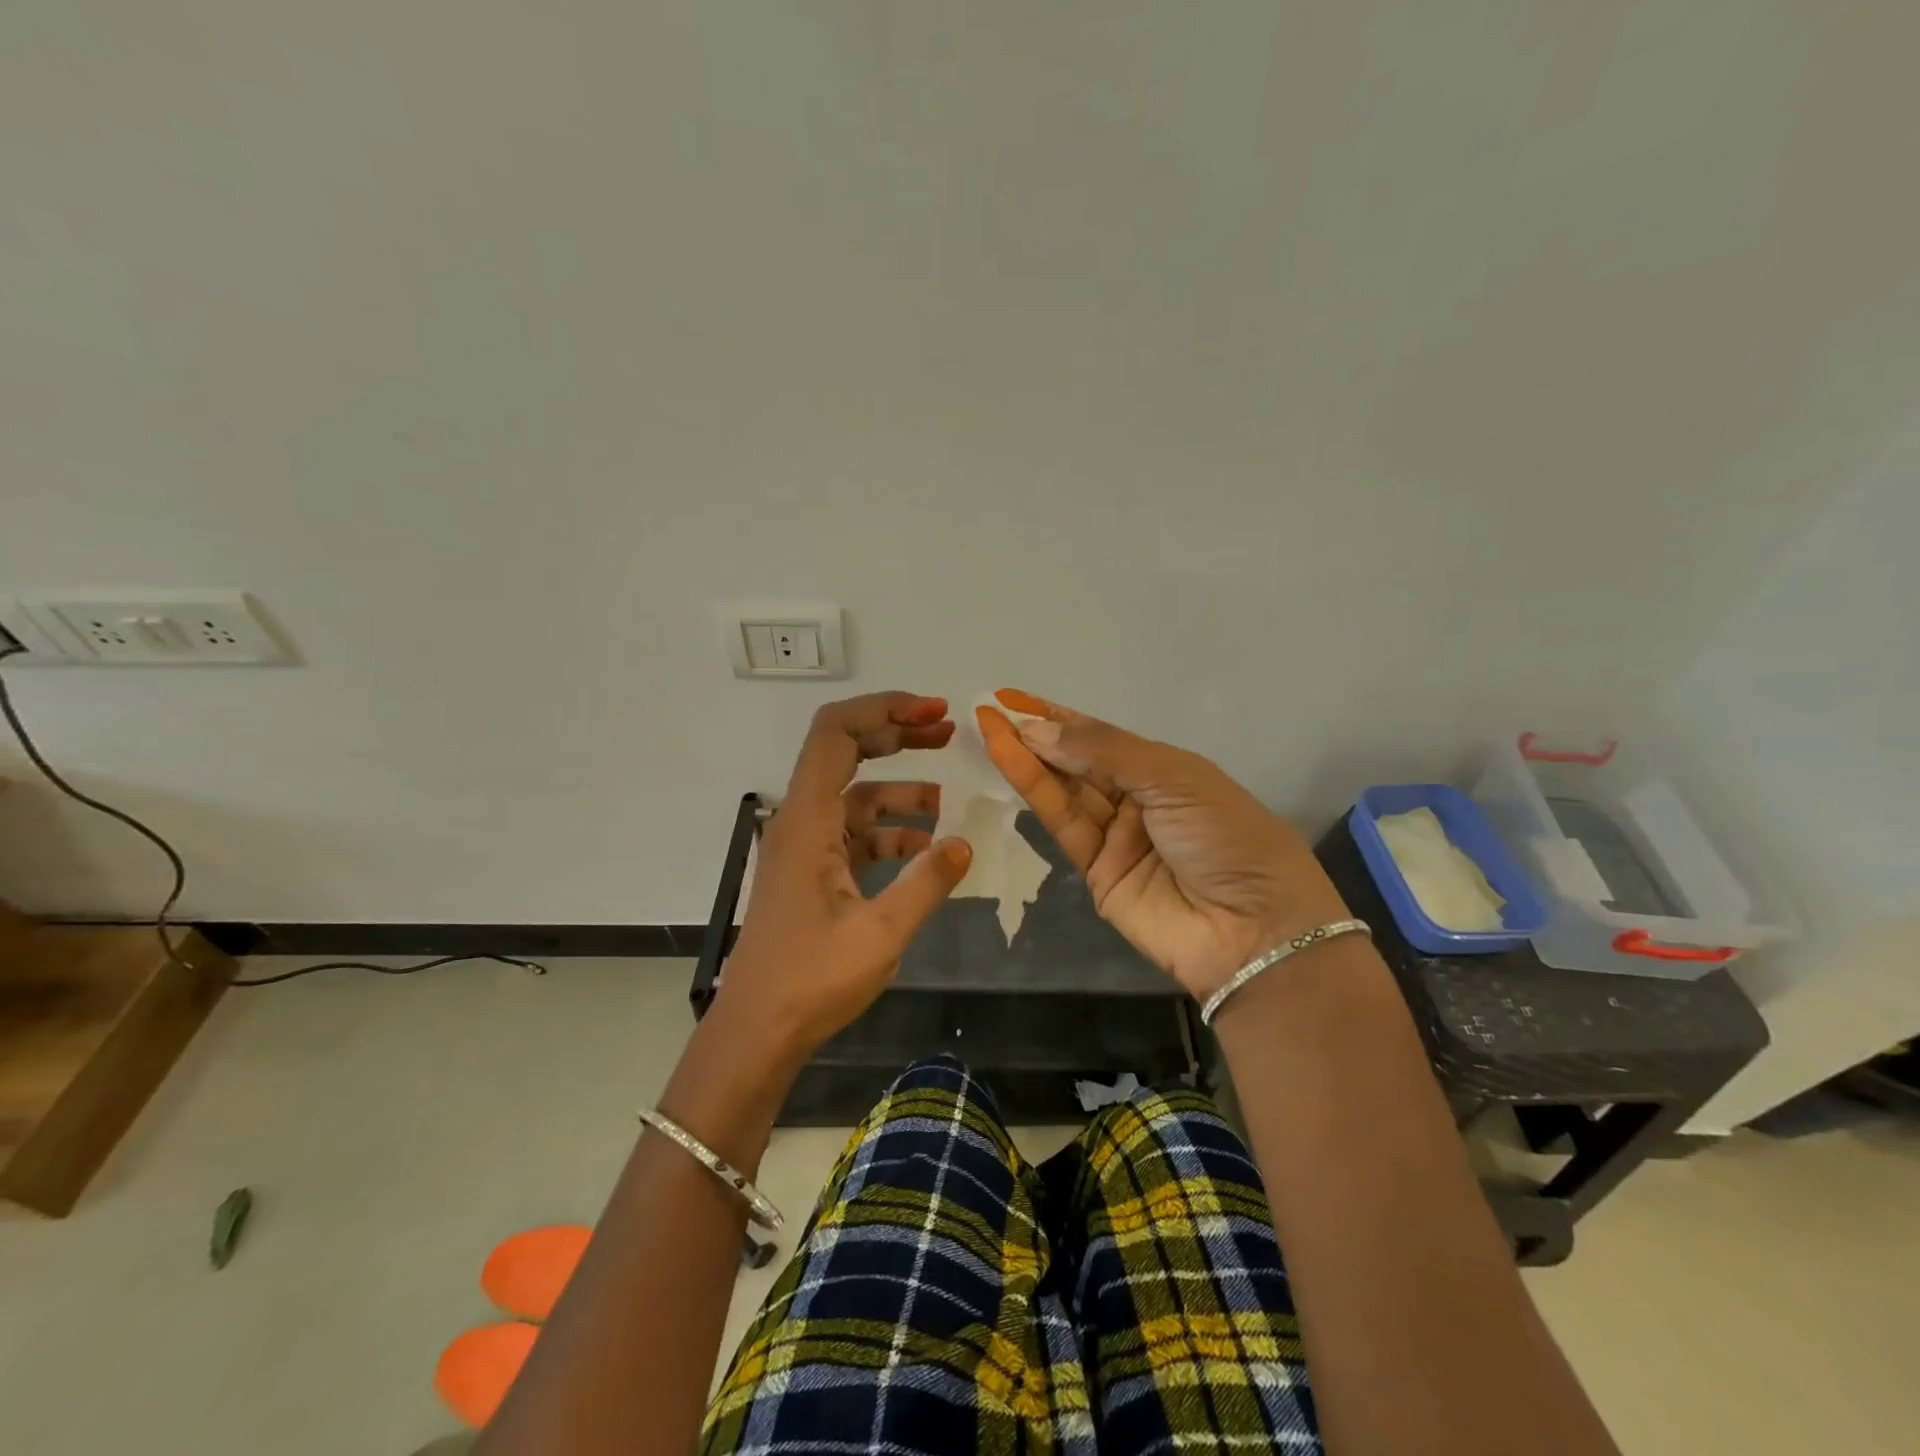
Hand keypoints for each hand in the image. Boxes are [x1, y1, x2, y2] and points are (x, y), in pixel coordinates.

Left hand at [718, 692, 973, 1057]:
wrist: (757, 1032)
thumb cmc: (811, 980)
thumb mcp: (881, 933)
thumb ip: (927, 883)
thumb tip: (965, 844)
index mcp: (808, 819)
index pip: (836, 733)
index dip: (885, 709)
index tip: (934, 713)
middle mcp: (801, 821)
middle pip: (846, 752)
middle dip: (898, 735)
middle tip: (948, 732)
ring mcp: (806, 847)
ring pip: (855, 797)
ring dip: (900, 791)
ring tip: (947, 800)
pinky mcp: (813, 873)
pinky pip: (855, 835)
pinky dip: (890, 833)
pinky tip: (924, 851)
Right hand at [977, 690, 1350, 1001]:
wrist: (1254, 932)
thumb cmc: (1227, 836)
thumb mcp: (1174, 778)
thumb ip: (1104, 752)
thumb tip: (1038, 730)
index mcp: (1167, 771)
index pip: (1103, 737)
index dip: (1059, 717)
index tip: (1014, 697)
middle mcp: (1138, 800)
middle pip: (1079, 762)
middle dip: (1037, 735)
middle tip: (992, 711)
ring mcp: (1116, 839)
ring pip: (1065, 791)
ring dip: (1027, 760)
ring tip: (990, 728)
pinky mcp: (1096, 874)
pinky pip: (1063, 826)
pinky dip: (1035, 794)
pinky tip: (1010, 762)